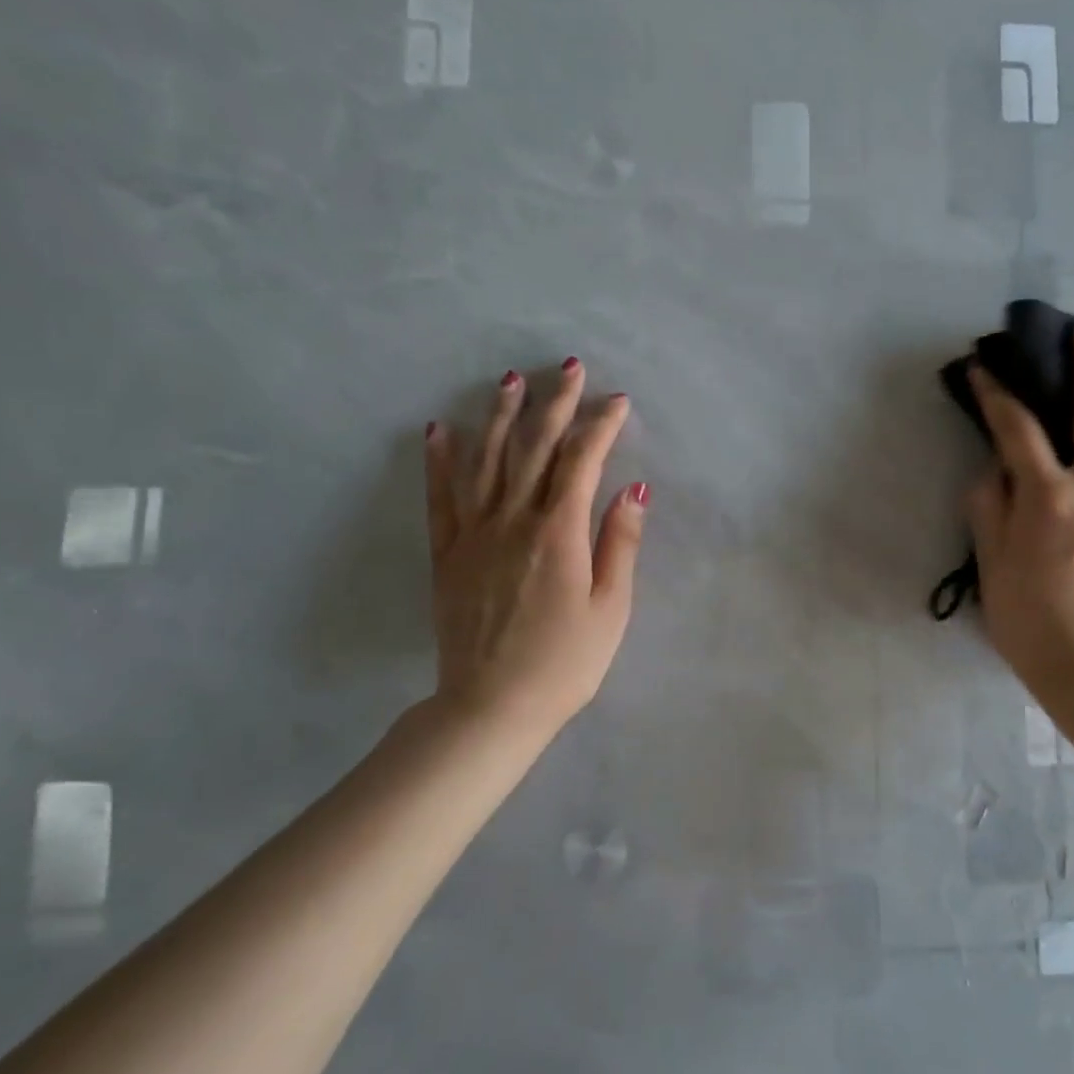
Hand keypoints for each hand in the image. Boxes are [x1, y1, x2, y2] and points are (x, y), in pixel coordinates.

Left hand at [422, 358, 646, 744]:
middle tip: (567, 368)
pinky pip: (441, 497)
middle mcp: (514, 520)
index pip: (582, 461)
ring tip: (509, 381)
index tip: (617, 401)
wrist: (492, 706)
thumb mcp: (611, 608)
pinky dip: (439, 461)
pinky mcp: (447, 553)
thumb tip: (634, 487)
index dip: (600, 425)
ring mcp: (474, 534)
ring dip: (498, 416)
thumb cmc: (565, 663)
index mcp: (559, 533)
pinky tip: (439, 430)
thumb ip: (620, 543)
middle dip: (554, 404)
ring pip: (485, 461)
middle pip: (534, 448)